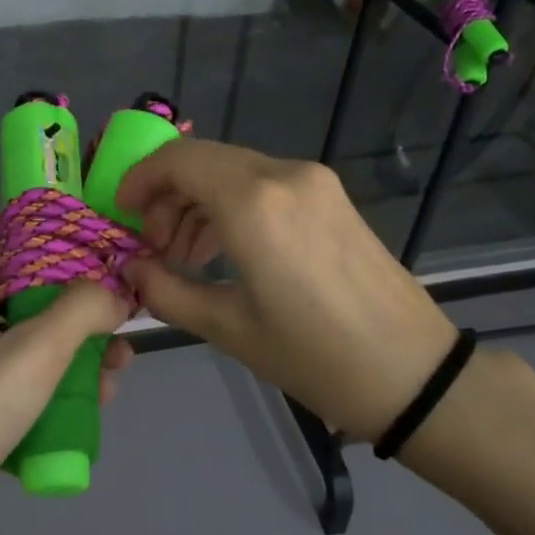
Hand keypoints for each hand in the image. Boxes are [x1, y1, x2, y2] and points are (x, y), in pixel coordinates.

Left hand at [0, 246, 130, 534]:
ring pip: (36, 351)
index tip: (89, 239)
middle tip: (120, 317)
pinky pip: (31, 394)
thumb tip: (115, 293)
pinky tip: (94, 407)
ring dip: (79, 354)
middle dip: (78, 306)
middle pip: (29, 300)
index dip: (39, 234)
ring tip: (119, 369)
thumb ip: (80, 311)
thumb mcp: (32, 351)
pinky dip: (63, 395)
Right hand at [117, 139, 458, 443]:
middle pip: (204, 161)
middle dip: (167, 196)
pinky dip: (233, 206)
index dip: (140, 180)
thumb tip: (130, 268)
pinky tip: (225, 250)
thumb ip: (166, 290)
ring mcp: (314, 182)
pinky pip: (265, 185)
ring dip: (199, 203)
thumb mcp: (228, 328)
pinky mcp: (332, 197)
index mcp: (254, 203)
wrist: (412, 373)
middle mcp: (284, 175)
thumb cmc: (313, 356)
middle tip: (153, 248)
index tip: (122, 214)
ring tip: (185, 257)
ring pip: (234, 170)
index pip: (178, 161)